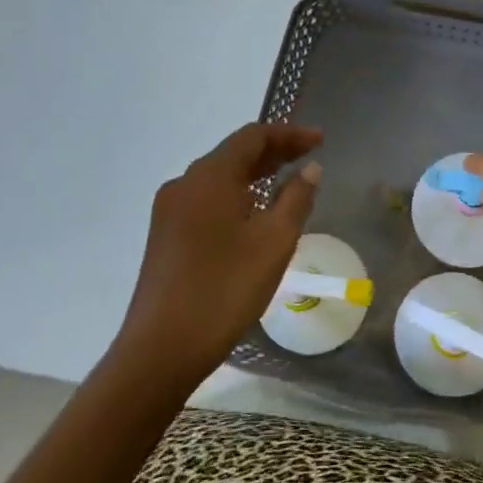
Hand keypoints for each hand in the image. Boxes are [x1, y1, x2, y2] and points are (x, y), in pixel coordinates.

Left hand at [116, 122, 323, 387]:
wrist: (161, 349)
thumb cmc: (225, 289)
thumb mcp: (274, 242)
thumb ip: (296, 198)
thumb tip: (310, 168)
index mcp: (209, 176)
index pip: (253, 136)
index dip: (289, 134)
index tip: (320, 140)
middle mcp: (184, 184)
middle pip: (234, 154)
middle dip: (274, 152)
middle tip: (310, 158)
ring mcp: (170, 210)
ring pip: (219, 178)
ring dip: (255, 174)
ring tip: (287, 183)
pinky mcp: (165, 235)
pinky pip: (206, 200)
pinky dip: (236, 195)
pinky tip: (254, 214)